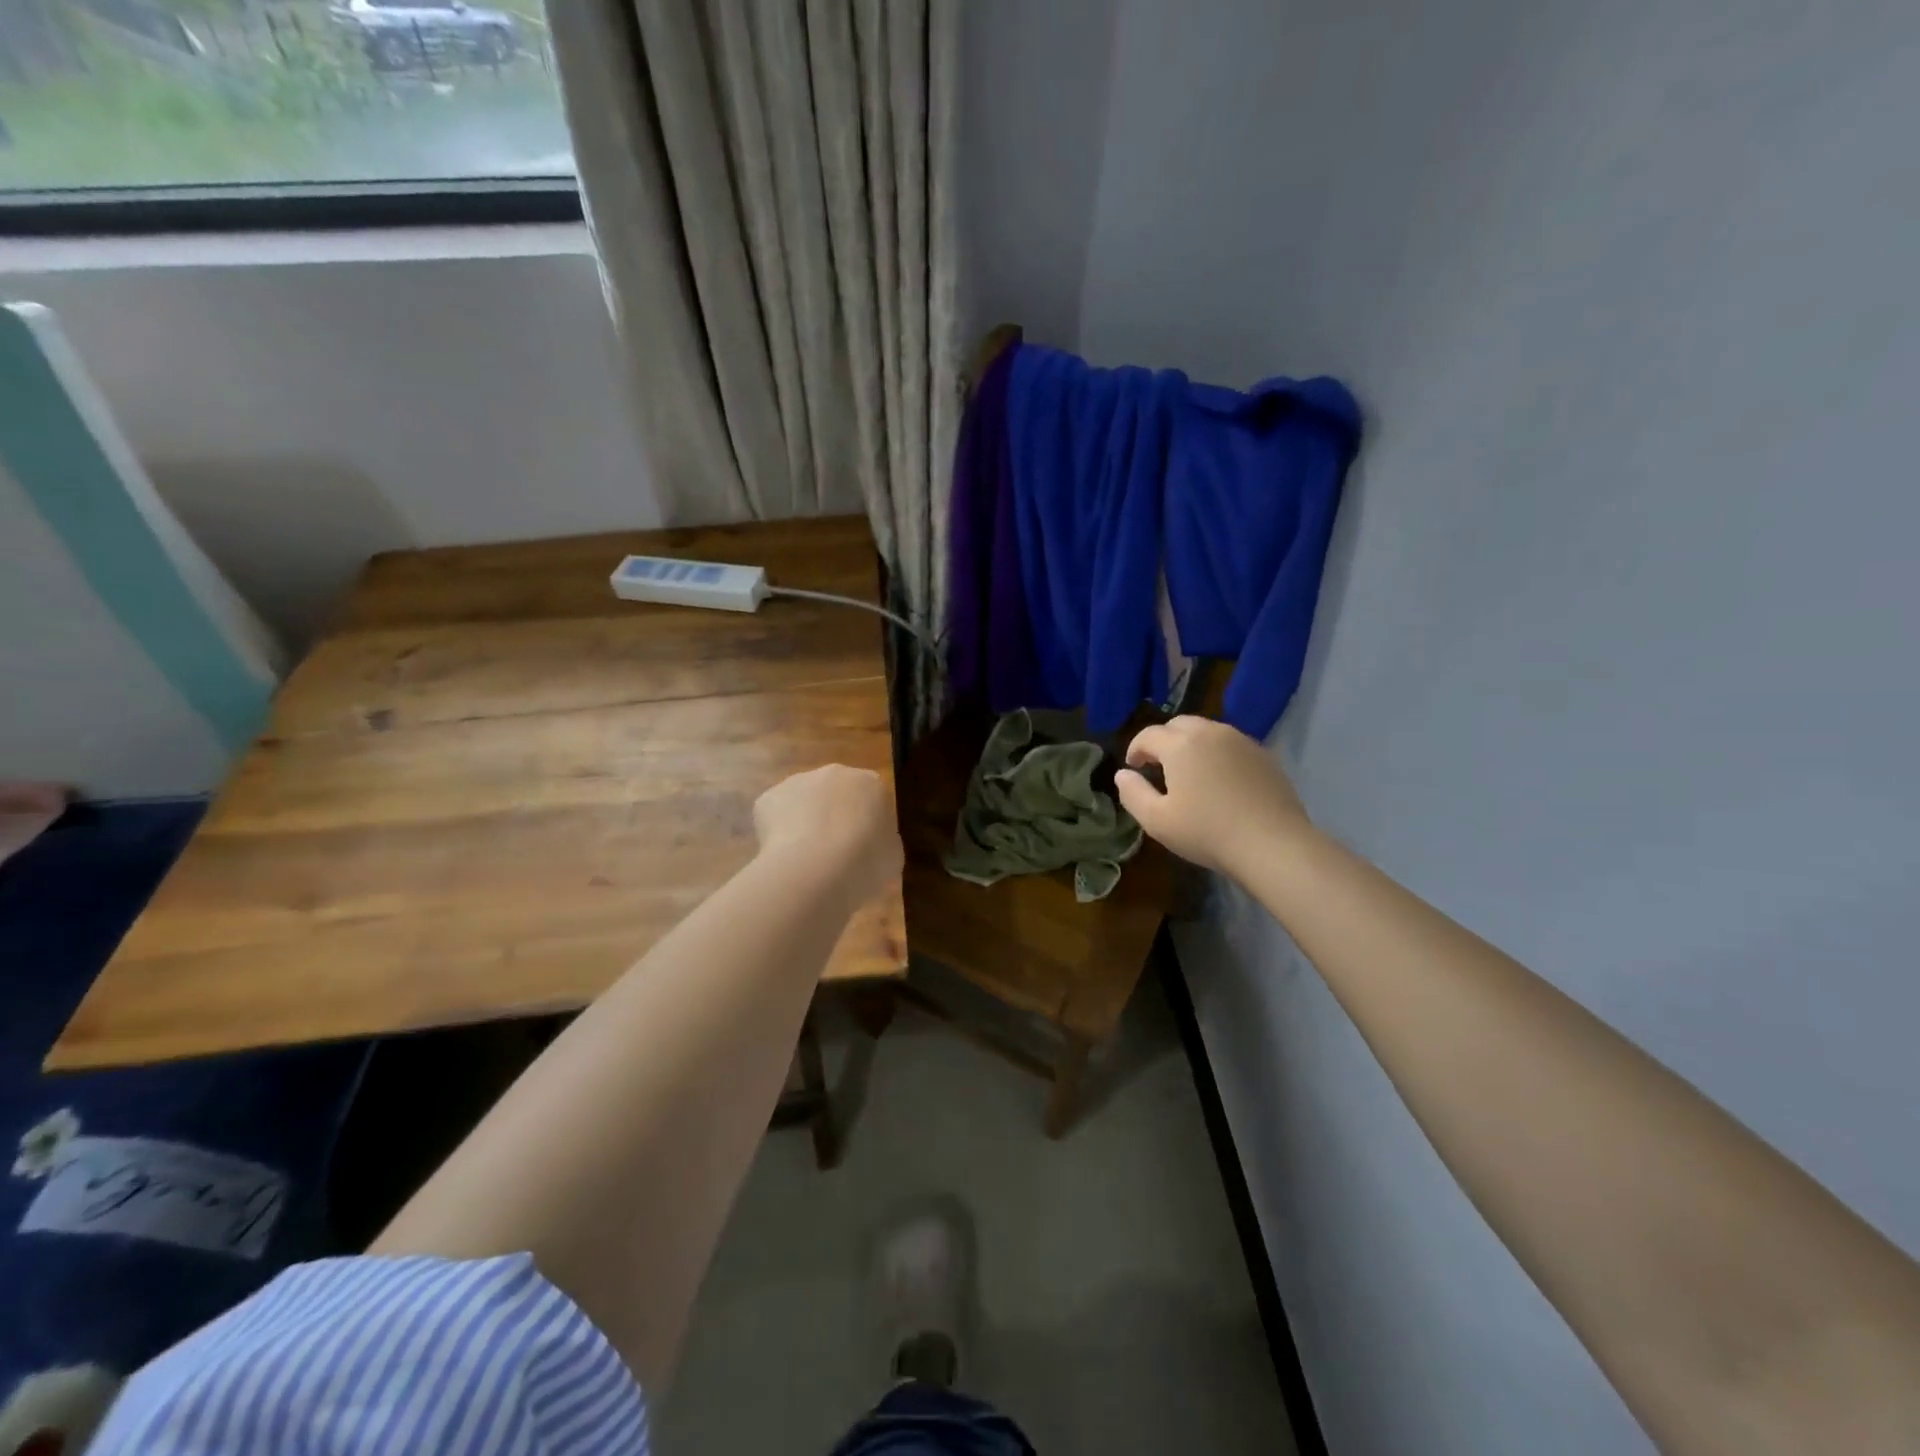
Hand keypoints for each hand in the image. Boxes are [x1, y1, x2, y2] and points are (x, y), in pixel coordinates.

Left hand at [753, 765, 902, 908]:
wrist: (815, 870)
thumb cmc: (865, 863)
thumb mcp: (892, 857)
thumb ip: (883, 842)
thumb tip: (872, 844)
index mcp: (872, 783)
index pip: (872, 798)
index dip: (867, 825)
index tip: (864, 849)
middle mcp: (835, 773)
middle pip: (835, 793)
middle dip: (834, 817)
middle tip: (834, 853)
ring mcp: (798, 781)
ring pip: (803, 802)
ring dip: (805, 823)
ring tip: (806, 860)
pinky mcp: (768, 798)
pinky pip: (776, 816)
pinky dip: (778, 834)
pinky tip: (784, 858)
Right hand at [1115, 717, 1311, 877]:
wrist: (1273, 845)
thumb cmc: (1207, 832)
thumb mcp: (1156, 821)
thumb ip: (1132, 793)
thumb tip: (1123, 774)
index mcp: (1180, 745)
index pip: (1148, 735)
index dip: (1135, 749)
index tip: (1133, 768)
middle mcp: (1211, 732)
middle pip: (1178, 725)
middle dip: (1163, 741)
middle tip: (1158, 766)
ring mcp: (1241, 741)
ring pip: (1207, 731)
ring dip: (1191, 745)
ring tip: (1189, 772)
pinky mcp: (1264, 755)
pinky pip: (1231, 745)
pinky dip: (1217, 754)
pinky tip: (1220, 781)